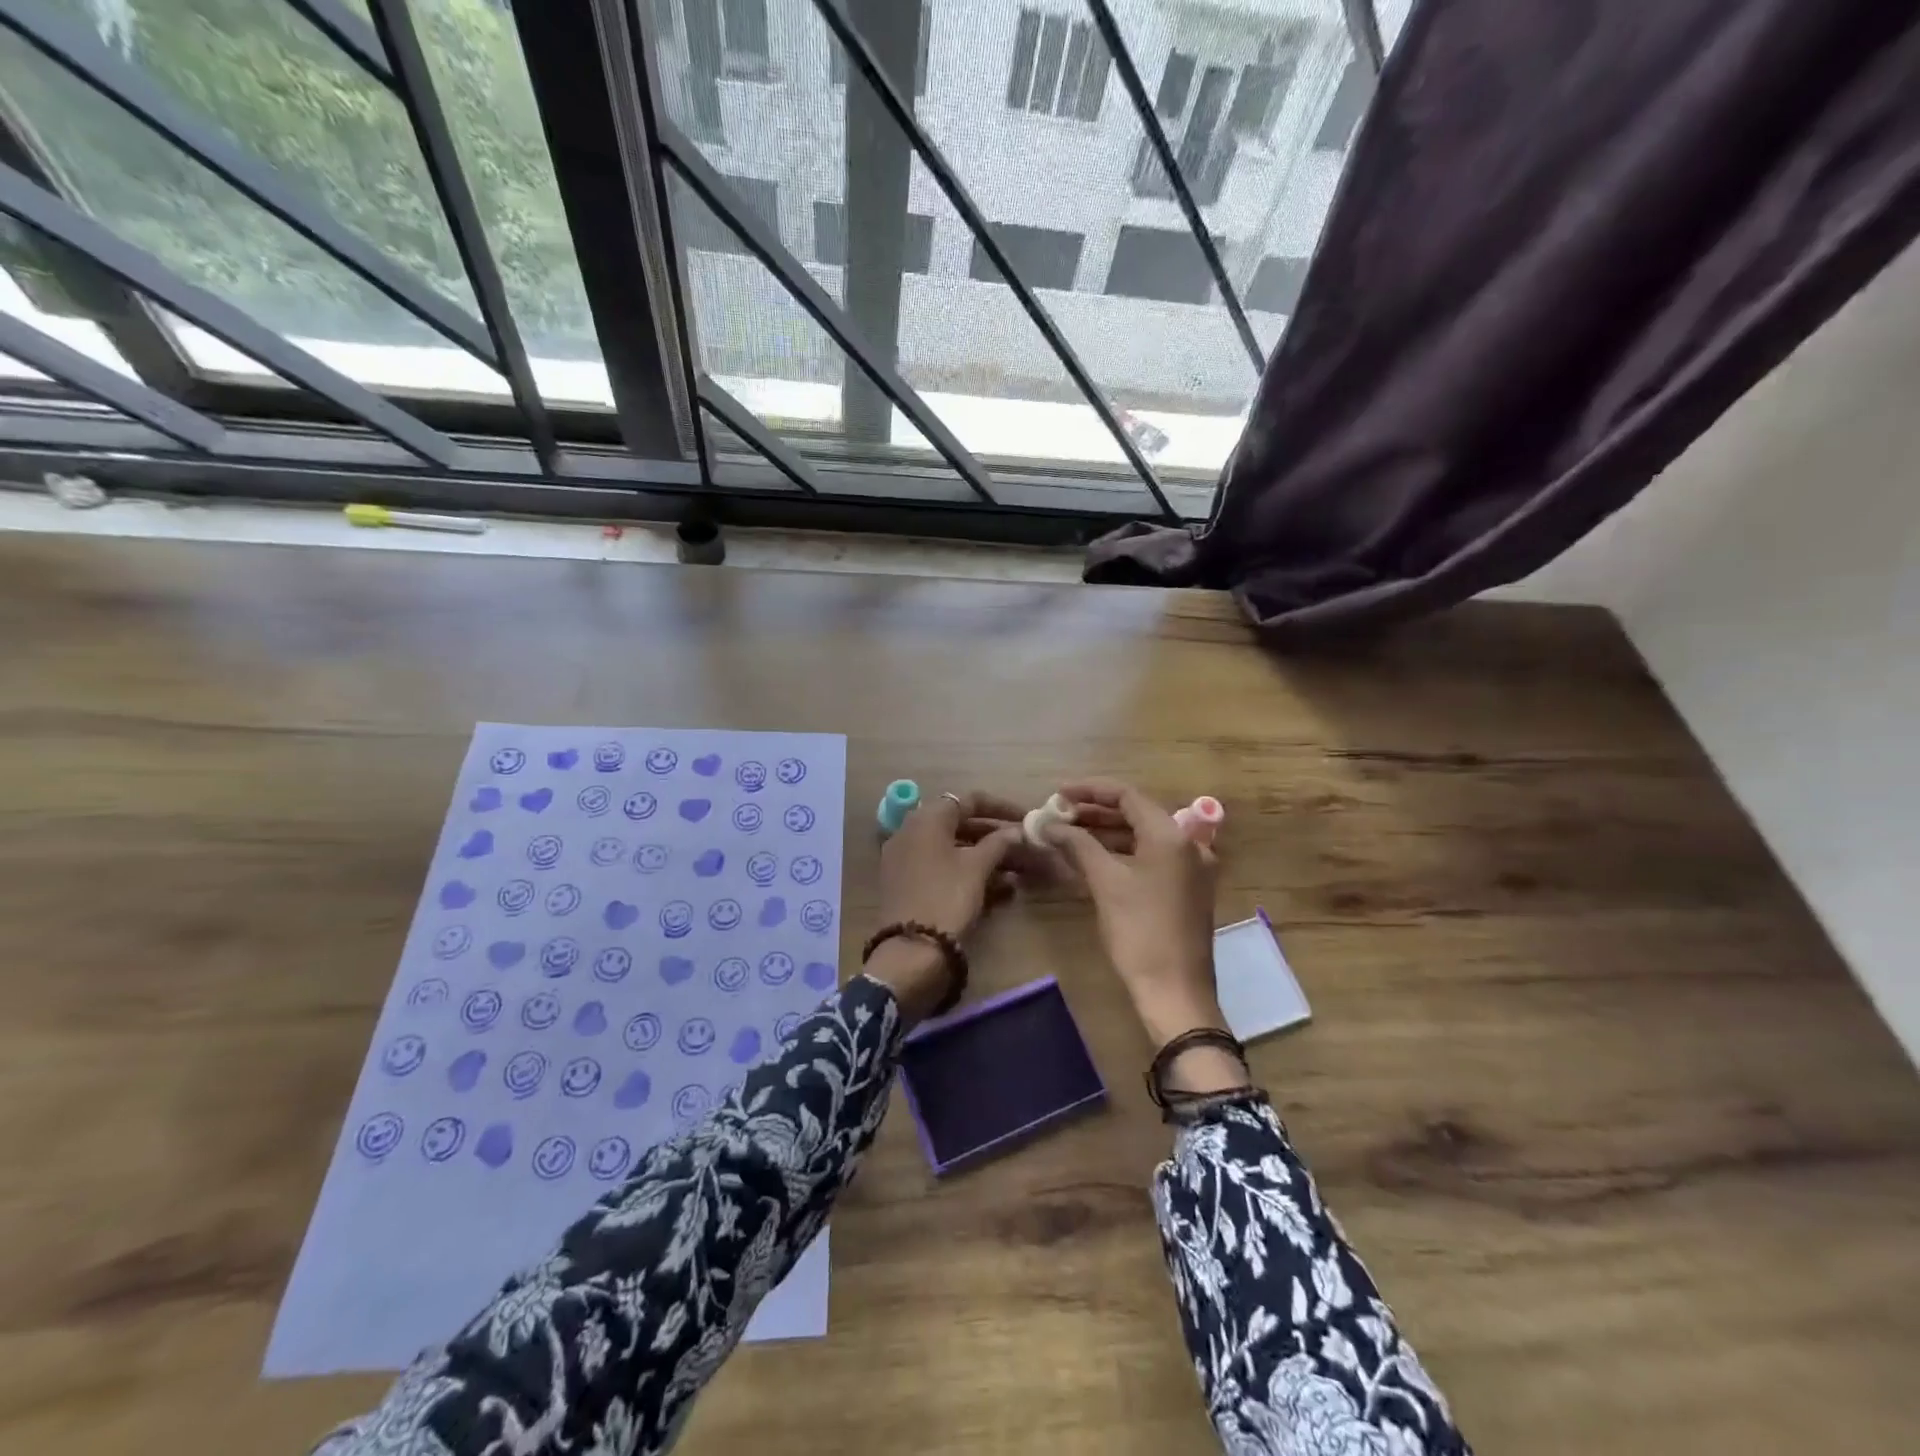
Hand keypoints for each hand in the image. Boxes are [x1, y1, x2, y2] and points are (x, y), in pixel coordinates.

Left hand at [865, 791, 1026, 1022]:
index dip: (1001, 807)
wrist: (910, 951)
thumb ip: (999, 843)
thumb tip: (1016, 831)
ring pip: (953, 849)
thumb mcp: (977, 868)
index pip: (968, 800)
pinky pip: (943, 869)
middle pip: (960, 824)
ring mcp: (906, 859)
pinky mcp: (908, 884)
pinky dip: (969, 873)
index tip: (1026, 818)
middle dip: (996, 835)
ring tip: (1020, 871)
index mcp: (927, 818)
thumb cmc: (946, 898)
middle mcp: (911, 832)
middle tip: (1026, 846)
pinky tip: (1001, 890)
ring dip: (986, 857)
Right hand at [1043, 779, 1232, 1071]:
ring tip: (1066, 834)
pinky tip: (1090, 859)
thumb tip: (1048, 823)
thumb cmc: (1139, 931)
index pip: (1127, 795)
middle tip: (1058, 815)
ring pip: (1141, 837)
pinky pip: (1149, 858)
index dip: (1089, 791)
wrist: (1175, 992)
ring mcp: (1190, 868)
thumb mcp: (1105, 882)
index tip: (1057, 794)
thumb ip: (1077, 844)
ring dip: (1105, 834)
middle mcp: (1187, 843)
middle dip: (1094, 813)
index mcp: (1171, 835)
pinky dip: (1120, 854)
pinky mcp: (1185, 889)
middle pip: (1135, 814)